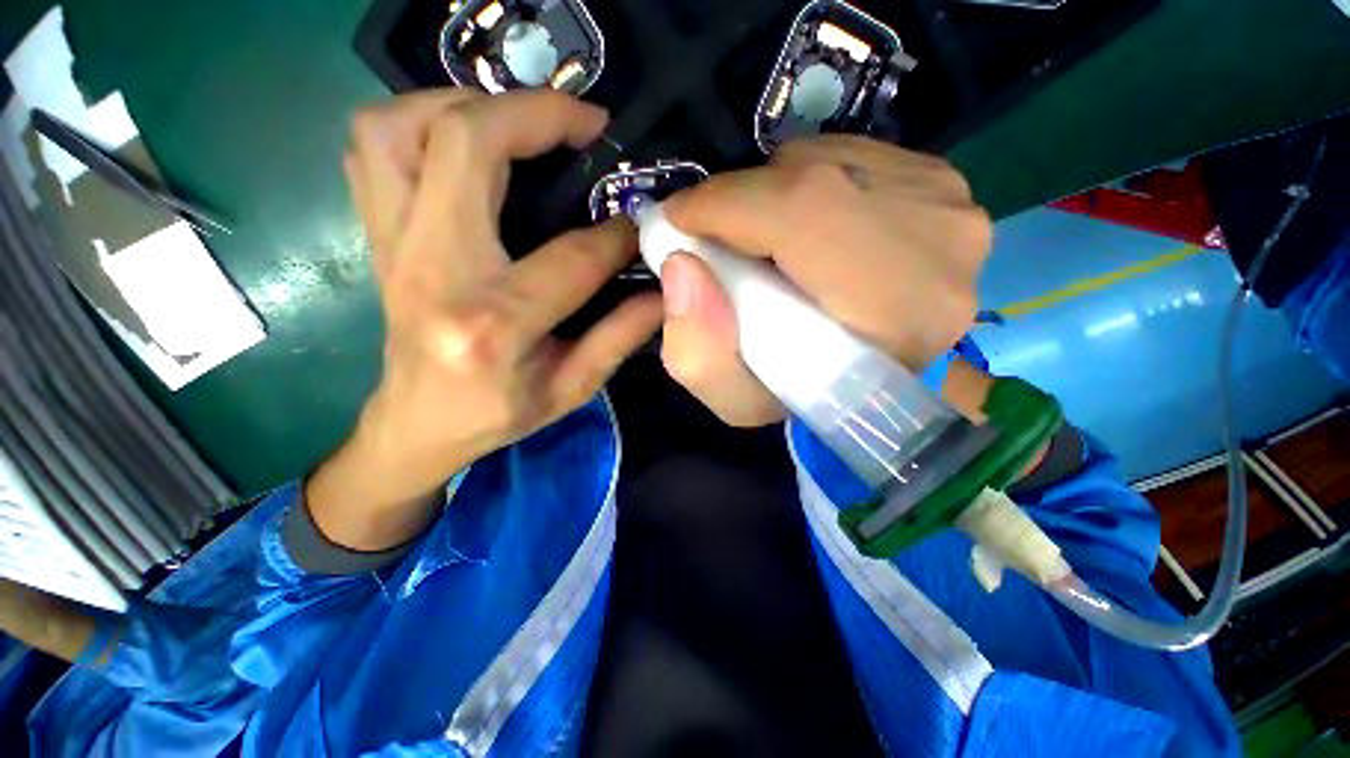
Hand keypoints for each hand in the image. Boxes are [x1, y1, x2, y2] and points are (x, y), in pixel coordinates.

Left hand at [307, 90, 661, 550]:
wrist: (419, 422)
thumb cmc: (498, 413)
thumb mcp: (572, 388)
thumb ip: (620, 336)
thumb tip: (663, 291)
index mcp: (493, 326)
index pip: (570, 257)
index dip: (617, 234)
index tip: (640, 224)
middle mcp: (434, 271)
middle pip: (465, 146)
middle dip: (535, 115)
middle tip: (584, 124)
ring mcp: (393, 246)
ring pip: (398, 128)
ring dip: (463, 103)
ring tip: (517, 122)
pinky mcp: (379, 236)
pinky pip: (373, 148)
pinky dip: (417, 121)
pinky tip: (464, 141)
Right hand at [658, 135, 991, 425]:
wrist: (874, 382)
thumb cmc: (805, 395)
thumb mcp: (738, 400)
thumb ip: (698, 353)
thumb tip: (681, 268)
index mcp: (896, 312)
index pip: (803, 216)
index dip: (727, 206)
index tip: (677, 222)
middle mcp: (943, 248)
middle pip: (813, 179)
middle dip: (741, 201)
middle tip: (712, 235)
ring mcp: (951, 207)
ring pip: (829, 160)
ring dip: (774, 194)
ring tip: (763, 243)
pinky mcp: (944, 185)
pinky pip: (851, 155)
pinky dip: (807, 181)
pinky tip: (804, 230)